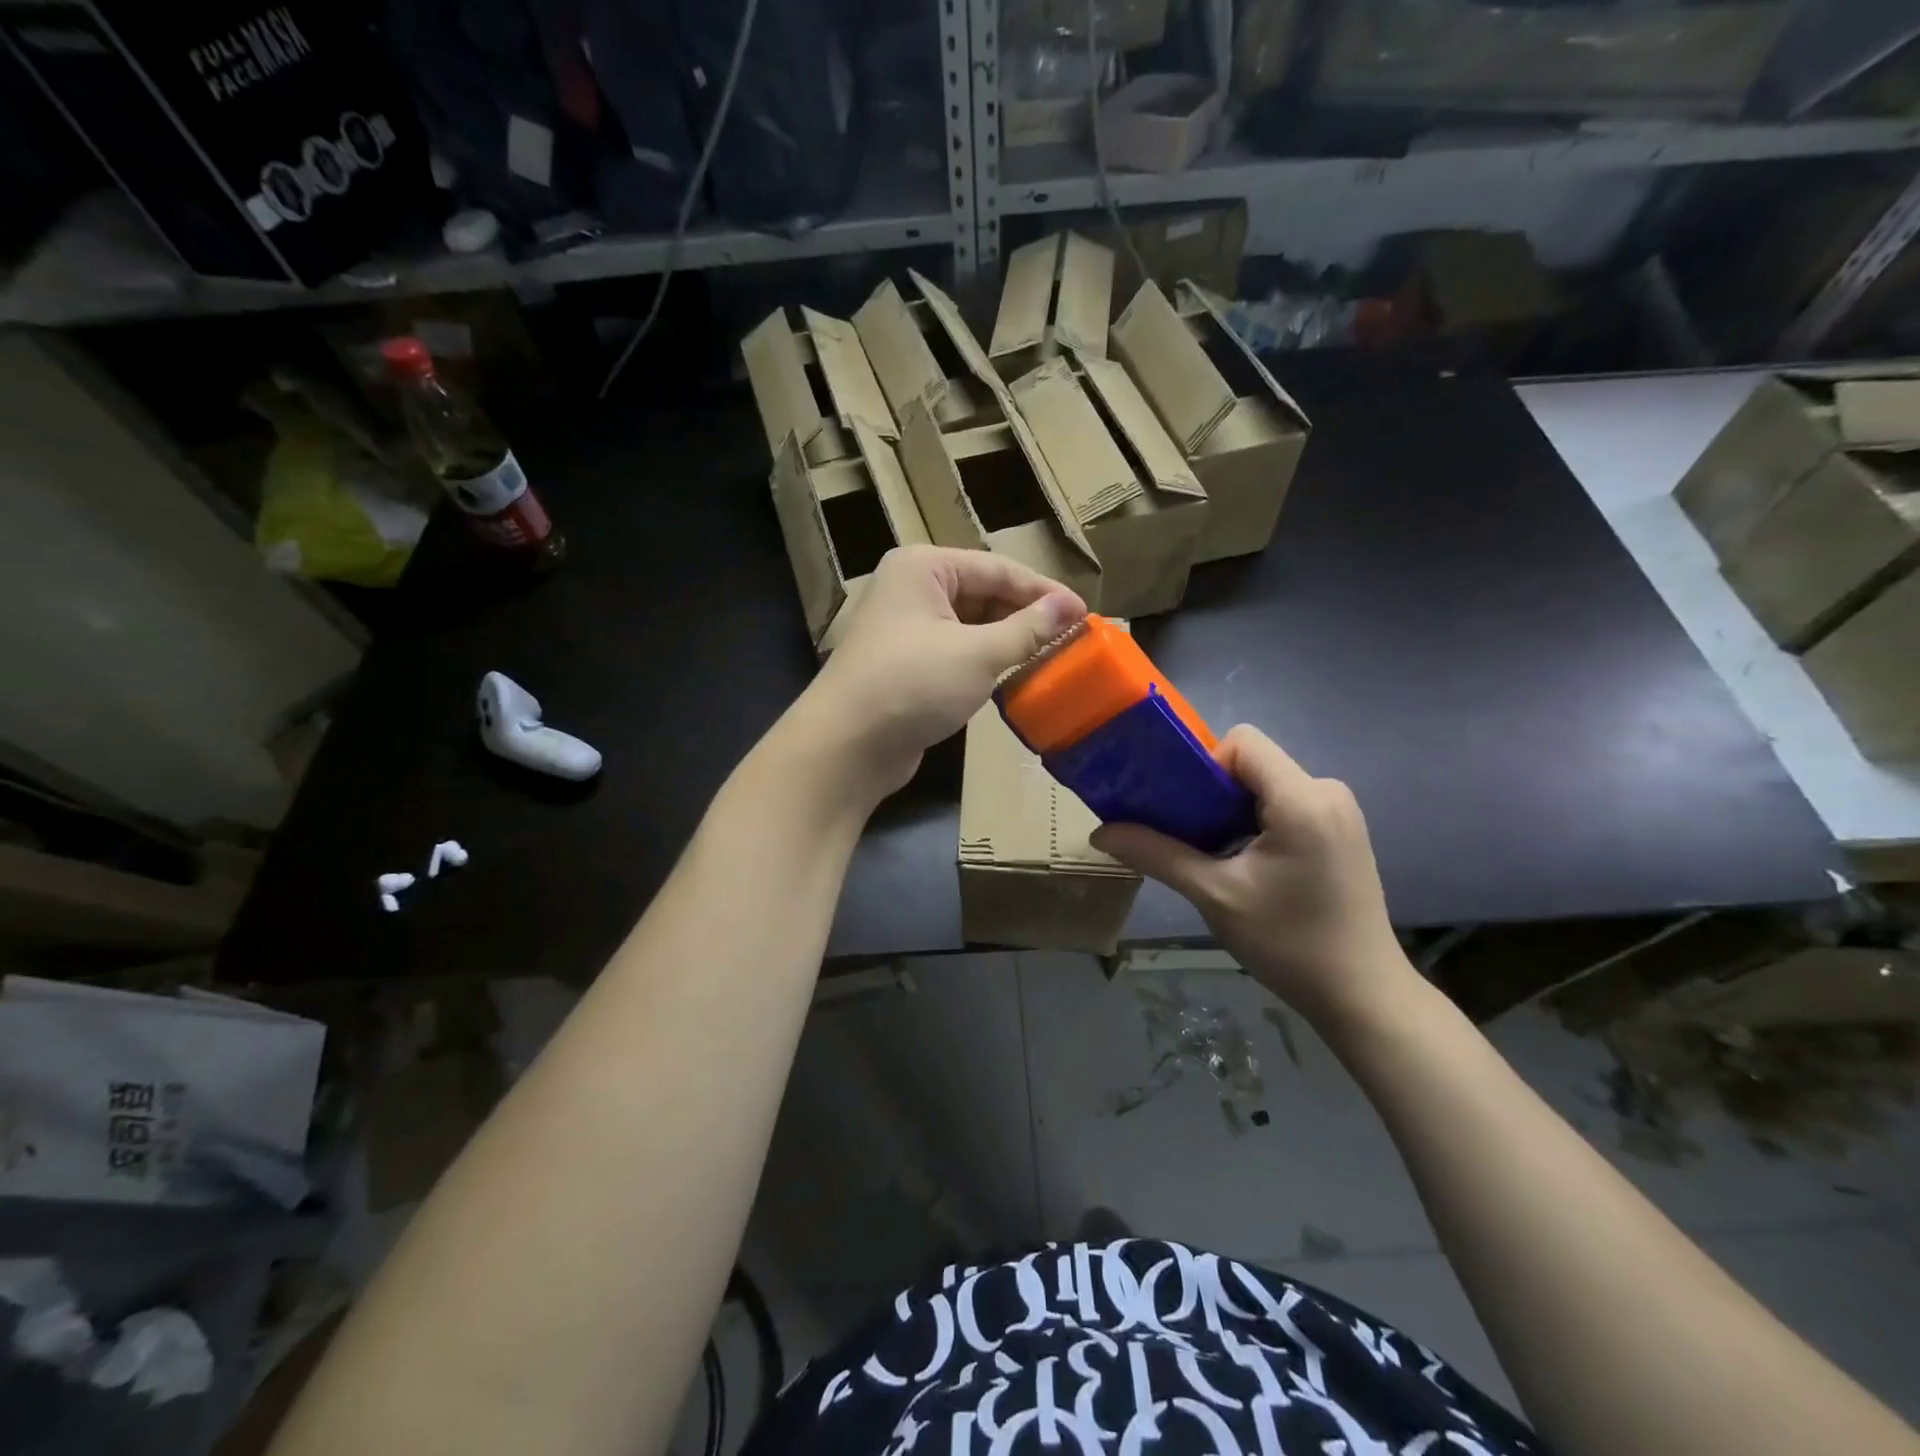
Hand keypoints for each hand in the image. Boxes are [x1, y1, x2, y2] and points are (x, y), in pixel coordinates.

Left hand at [792, 546, 1084, 800]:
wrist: (846, 746)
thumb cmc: (912, 685)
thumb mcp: (978, 654)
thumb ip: (1028, 629)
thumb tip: (1070, 605)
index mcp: (924, 568)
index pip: (998, 569)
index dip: (1044, 591)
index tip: (1086, 614)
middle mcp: (912, 589)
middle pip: (983, 594)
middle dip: (1026, 617)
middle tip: (1072, 639)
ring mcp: (906, 629)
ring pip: (970, 626)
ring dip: (1008, 641)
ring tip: (1052, 658)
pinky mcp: (906, 665)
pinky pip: (956, 652)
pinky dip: (985, 662)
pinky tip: (1015, 678)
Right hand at [1091, 727, 1416, 1032]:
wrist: (1362, 996)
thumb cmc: (1290, 944)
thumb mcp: (1215, 896)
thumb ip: (1157, 854)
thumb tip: (1100, 832)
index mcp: (1303, 799)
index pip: (1242, 743)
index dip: (1203, 765)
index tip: (1184, 810)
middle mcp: (1327, 791)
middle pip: (1252, 762)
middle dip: (1211, 792)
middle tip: (1187, 837)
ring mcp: (1339, 811)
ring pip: (1265, 784)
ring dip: (1231, 810)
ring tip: (1212, 855)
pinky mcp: (1340, 830)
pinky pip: (1284, 803)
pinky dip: (1254, 821)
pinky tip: (1243, 863)